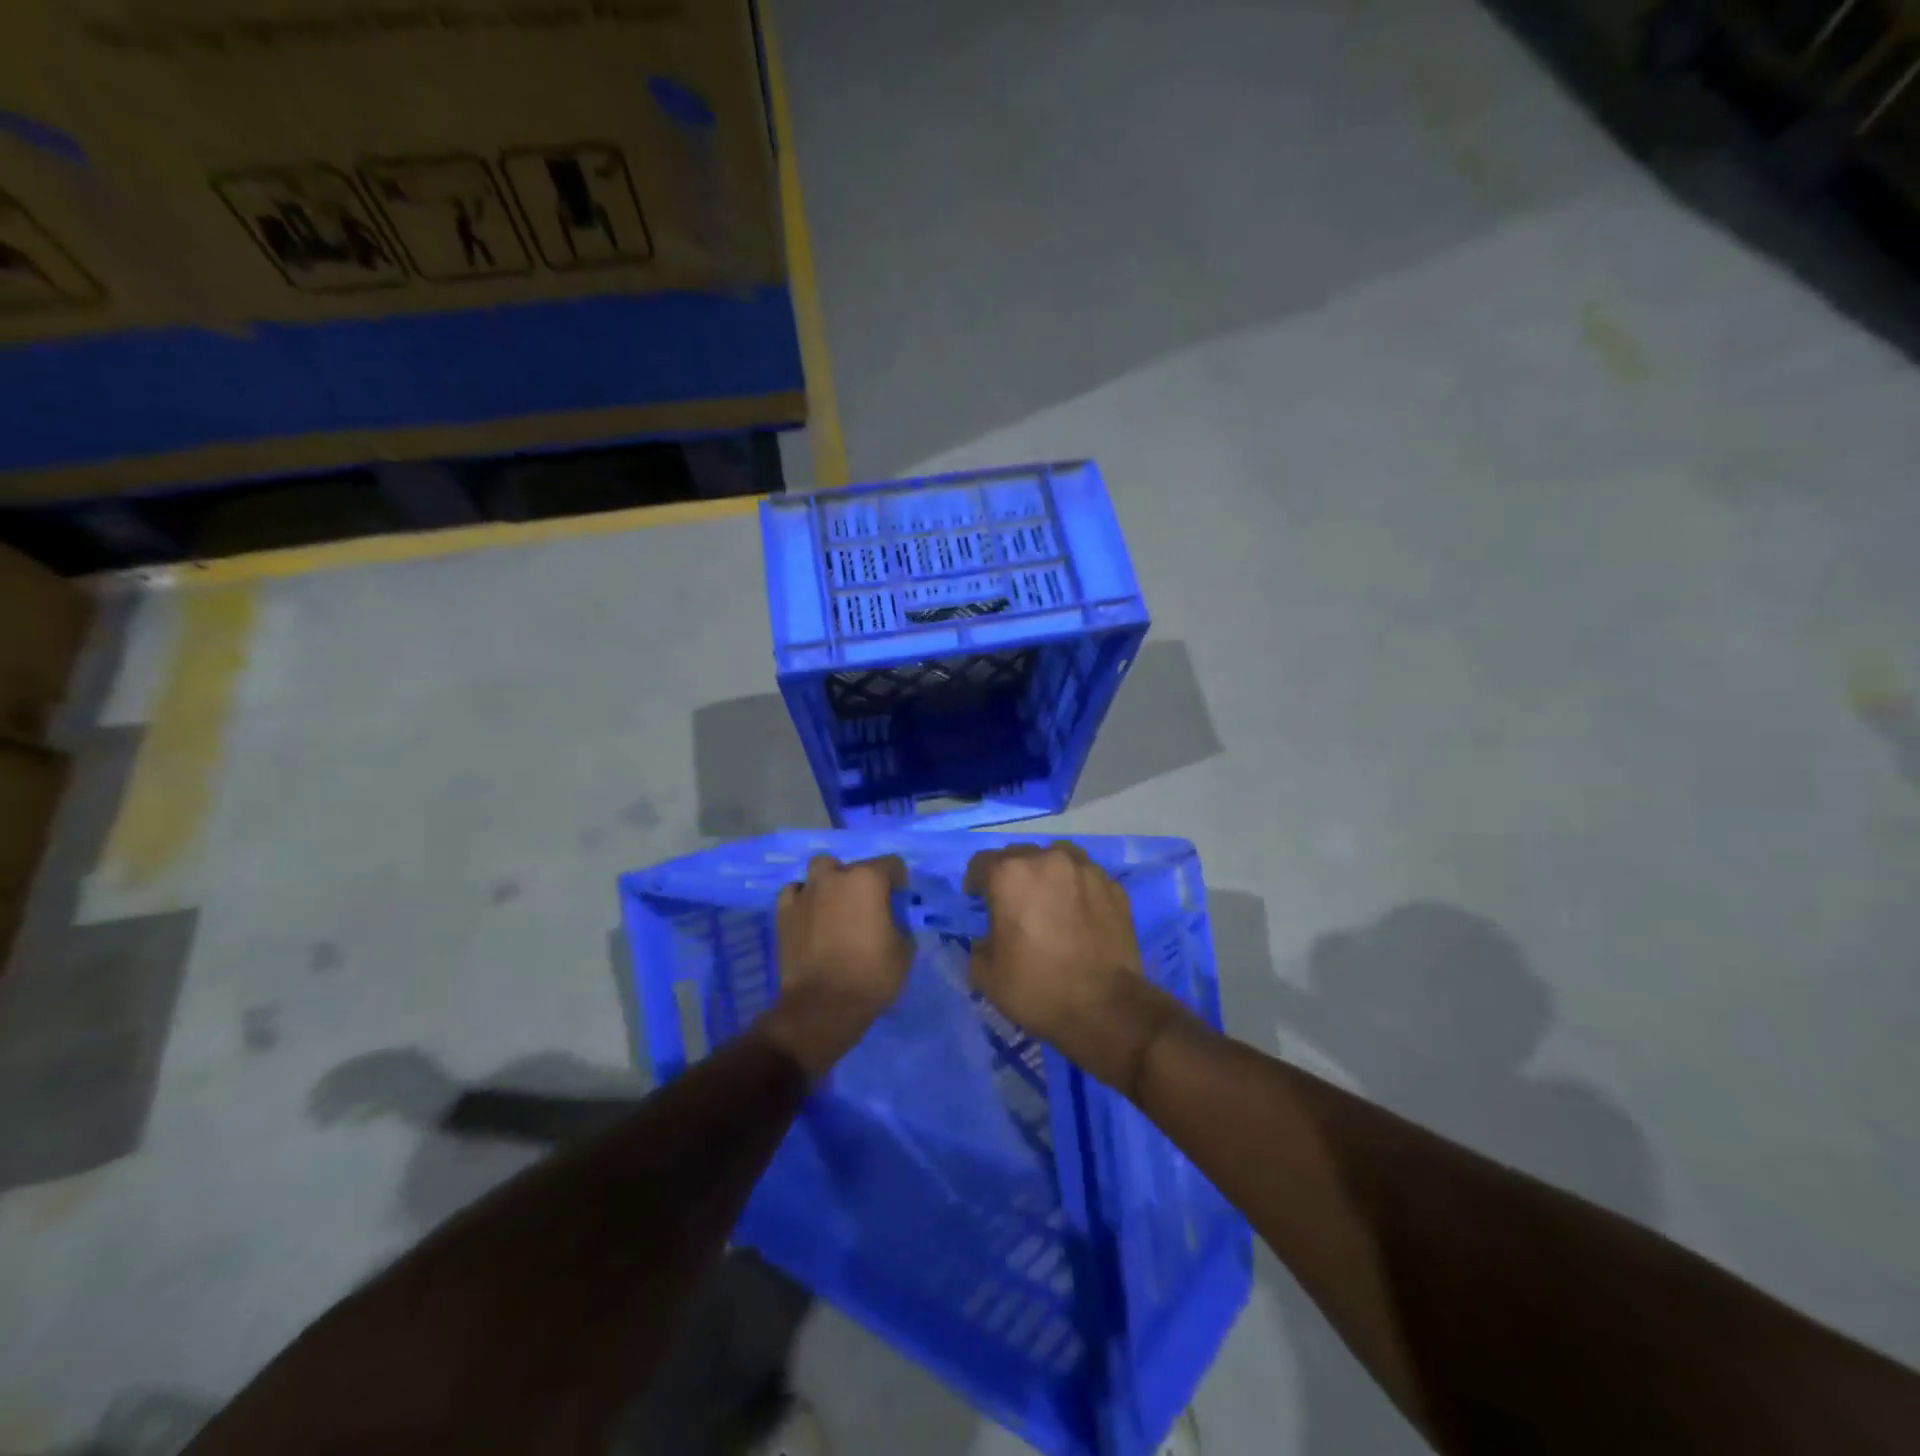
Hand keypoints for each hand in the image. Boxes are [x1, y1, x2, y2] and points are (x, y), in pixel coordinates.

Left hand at [762, 853, 911, 1076]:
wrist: (823, 1006)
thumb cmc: (871, 976)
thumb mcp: (904, 950)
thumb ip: (900, 924)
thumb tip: (891, 920)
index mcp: (868, 880)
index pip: (891, 864)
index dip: (899, 882)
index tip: (899, 903)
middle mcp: (836, 877)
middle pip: (854, 866)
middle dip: (863, 881)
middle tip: (867, 907)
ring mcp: (806, 892)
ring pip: (820, 868)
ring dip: (830, 881)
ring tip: (835, 904)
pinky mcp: (784, 911)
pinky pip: (794, 891)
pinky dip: (804, 898)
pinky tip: (810, 915)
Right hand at [964, 843, 1184, 1092]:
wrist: (1105, 1008)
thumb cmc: (1036, 988)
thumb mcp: (985, 973)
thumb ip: (979, 941)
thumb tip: (990, 934)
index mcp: (1010, 874)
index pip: (981, 863)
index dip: (976, 883)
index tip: (978, 902)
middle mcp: (1048, 859)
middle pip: (1020, 856)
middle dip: (1011, 876)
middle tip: (1014, 906)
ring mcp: (1086, 869)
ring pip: (1057, 858)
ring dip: (1047, 874)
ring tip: (1050, 901)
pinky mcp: (1114, 886)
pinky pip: (1086, 877)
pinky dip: (1077, 888)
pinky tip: (1079, 914)